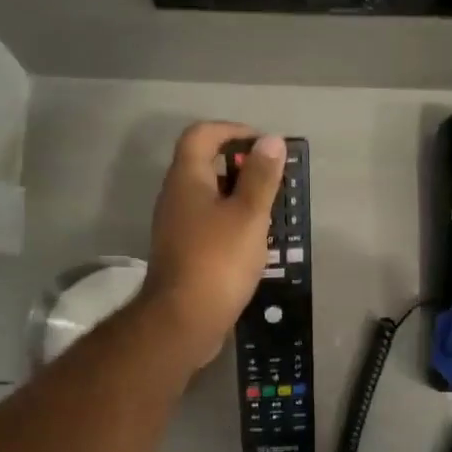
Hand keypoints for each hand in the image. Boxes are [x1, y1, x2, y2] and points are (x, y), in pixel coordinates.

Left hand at [137, 122, 284, 367]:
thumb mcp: (248, 215)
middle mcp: (175, 197)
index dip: (233, 131)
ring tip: (273, 212)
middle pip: (206, 165)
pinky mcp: (183, 252)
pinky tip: (256, 243)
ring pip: (210, 198)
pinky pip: (210, 224)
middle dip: (242, 167)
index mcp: (186, 179)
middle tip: (275, 181)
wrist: (183, 320)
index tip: (264, 146)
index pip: (202, 134)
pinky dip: (233, 223)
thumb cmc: (218, 260)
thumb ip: (261, 176)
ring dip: (240, 198)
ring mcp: (176, 227)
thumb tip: (270, 141)